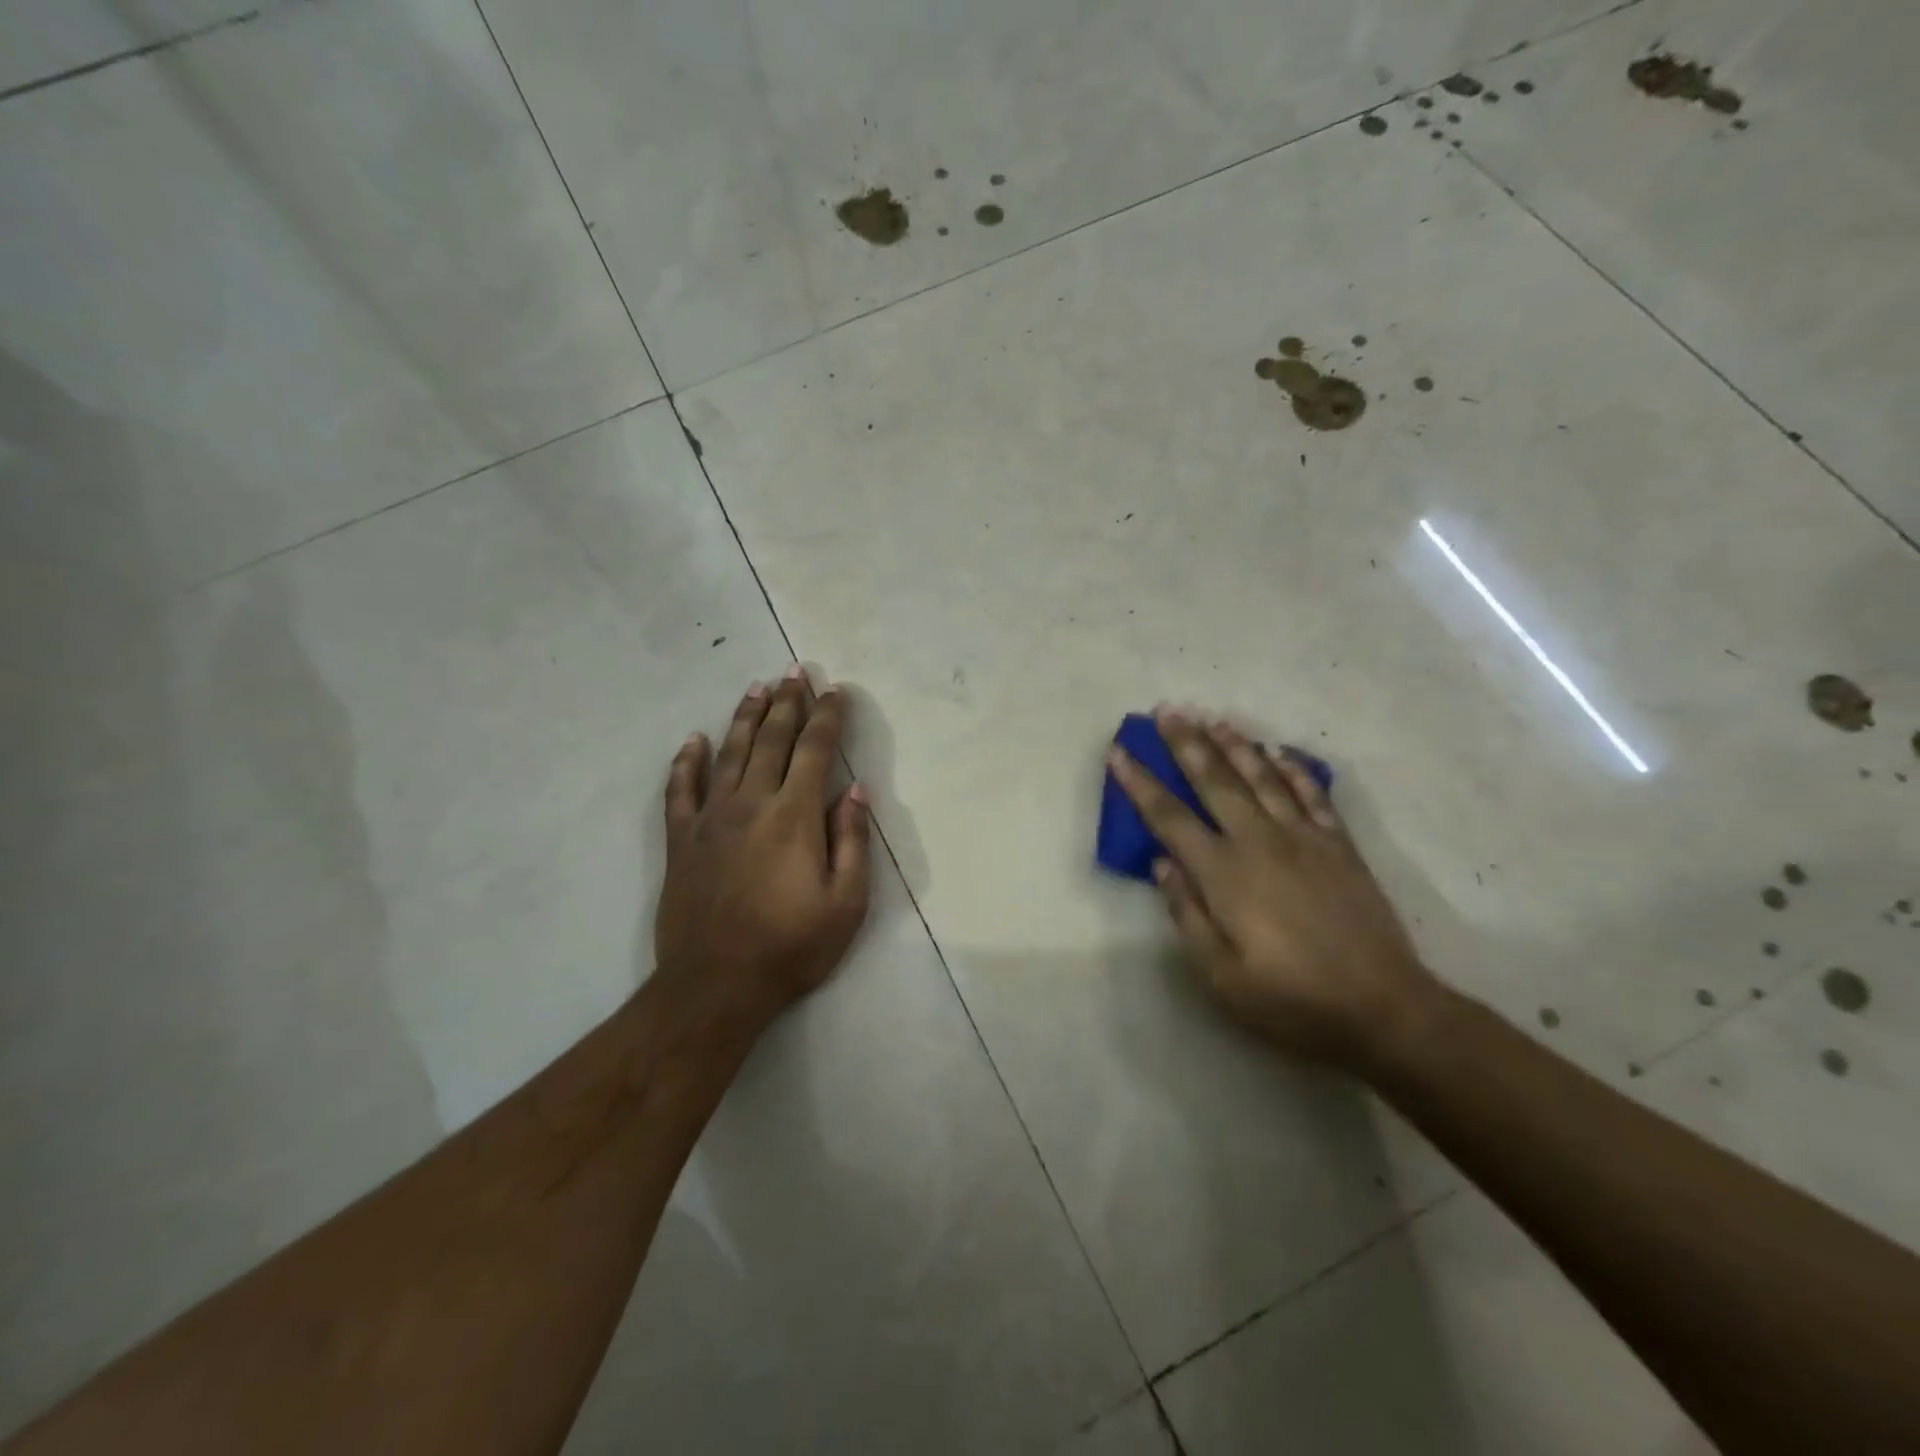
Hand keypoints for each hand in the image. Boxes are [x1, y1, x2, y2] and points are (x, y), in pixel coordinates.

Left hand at [655, 668, 872, 1034]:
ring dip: (744, 717)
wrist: (716, 985)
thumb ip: (851, 842)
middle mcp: (751, 804)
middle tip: (795, 671)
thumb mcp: (845, 903)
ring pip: (728, 753)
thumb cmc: (791, 947)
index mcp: (794, 816)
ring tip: (756, 688)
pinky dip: (686, 762)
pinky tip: (692, 740)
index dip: (828, 717)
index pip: (815, 750)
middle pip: (771, 740)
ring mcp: (711, 819)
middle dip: (788, 703)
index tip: (836, 691)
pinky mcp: (681, 841)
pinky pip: (680, 790)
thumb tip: (856, 792)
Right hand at [1109, 708, 1440, 1071]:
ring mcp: (1304, 838)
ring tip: (1213, 717)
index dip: (1140, 782)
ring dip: (1235, 744)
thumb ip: (1187, 913)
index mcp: (1224, 874)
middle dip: (1186, 743)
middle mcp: (1259, 842)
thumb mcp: (1221, 975)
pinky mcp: (1339, 845)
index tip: (1119, 751)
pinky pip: (1312, 794)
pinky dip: (1293, 769)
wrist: (1383, 1008)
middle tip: (1167, 710)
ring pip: (1262, 777)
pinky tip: (1279, 752)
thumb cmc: (1291, 999)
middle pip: (1215, 780)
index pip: (1169, 817)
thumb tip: (1162, 863)